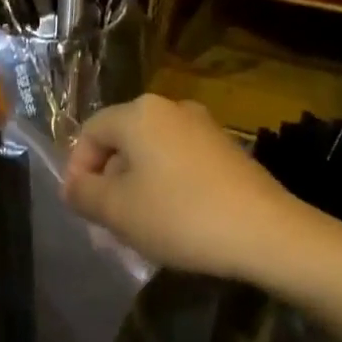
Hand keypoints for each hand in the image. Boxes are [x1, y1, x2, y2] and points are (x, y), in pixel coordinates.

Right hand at [63, 95, 295, 281]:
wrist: (266, 233)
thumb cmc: (180, 216)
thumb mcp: (116, 210)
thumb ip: (83, 194)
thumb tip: (74, 186)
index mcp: (139, 113)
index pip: (89, 132)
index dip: (77, 170)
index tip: (82, 208)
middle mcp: (171, 108)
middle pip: (122, 140)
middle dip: (108, 180)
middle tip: (108, 221)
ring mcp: (204, 126)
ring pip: (152, 153)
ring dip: (137, 186)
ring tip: (140, 225)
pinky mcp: (227, 149)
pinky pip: (180, 161)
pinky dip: (167, 185)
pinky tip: (175, 219)